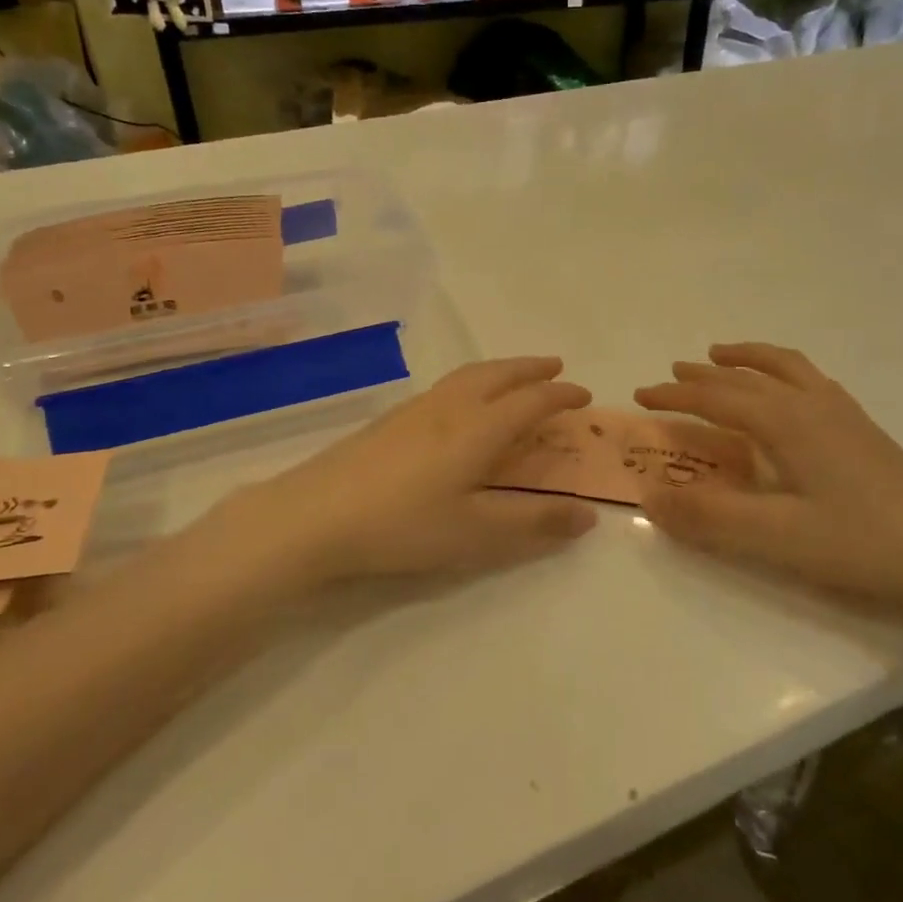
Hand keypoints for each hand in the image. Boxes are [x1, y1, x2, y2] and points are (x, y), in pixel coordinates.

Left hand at [215, 357, 597, 586]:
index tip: (584, 395)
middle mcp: (450, 408)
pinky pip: (445, 387)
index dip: (561, 396)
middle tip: (555, 367)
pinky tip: (458, 404)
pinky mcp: (388, 420)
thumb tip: (588, 514)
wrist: (314, 516)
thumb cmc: (404, 525)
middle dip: (530, 368)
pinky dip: (471, 382)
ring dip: (500, 370)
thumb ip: (534, 523)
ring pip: (467, 375)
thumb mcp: (477, 534)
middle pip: (498, 375)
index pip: (530, 401)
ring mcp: (414, 410)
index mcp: (478, 429)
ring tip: (513, 377)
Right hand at [634, 344, 902, 624]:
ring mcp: (843, 414)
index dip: (675, 395)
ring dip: (748, 358)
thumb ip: (709, 517)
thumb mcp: (775, 538)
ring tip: (724, 355)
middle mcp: (812, 405)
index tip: (641, 395)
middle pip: (747, 376)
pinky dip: (783, 371)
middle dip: (705, 373)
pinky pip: (811, 380)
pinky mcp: (863, 429)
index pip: (716, 397)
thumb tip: (649, 497)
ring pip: (786, 367)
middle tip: (673, 372)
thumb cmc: (861, 544)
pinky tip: (787, 391)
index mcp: (786, 422)